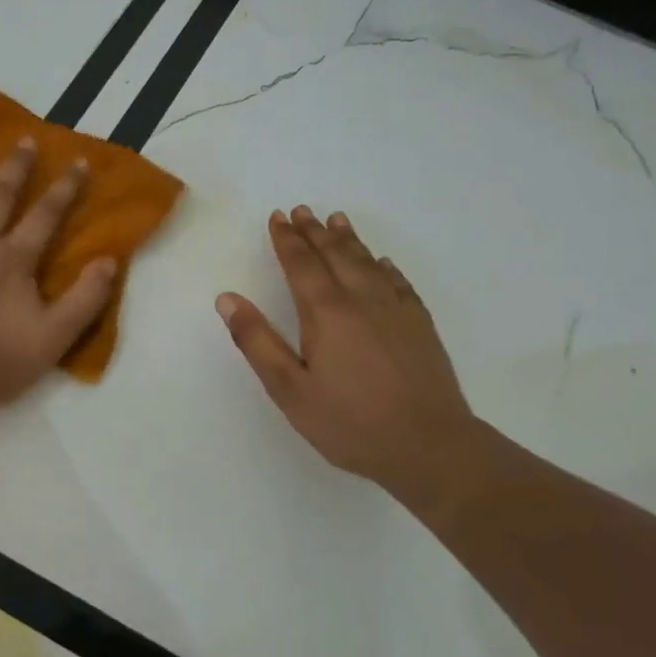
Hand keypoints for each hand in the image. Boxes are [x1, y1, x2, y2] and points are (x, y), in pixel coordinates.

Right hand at [216, 207, 496, 508]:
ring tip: (336, 221)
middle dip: (314, 232)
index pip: (301, 264)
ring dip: (348, 240)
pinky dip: (384, 266)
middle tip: (302, 211)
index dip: (287, 240)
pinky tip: (382, 263)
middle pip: (334, 255)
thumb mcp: (289, 389)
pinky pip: (398, 282)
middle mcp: (361, 300)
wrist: (429, 446)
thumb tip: (227, 298)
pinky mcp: (420, 325)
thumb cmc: (350, 422)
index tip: (278, 217)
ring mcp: (395, 310)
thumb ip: (257, 342)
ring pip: (368, 262)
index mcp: (325, 312)